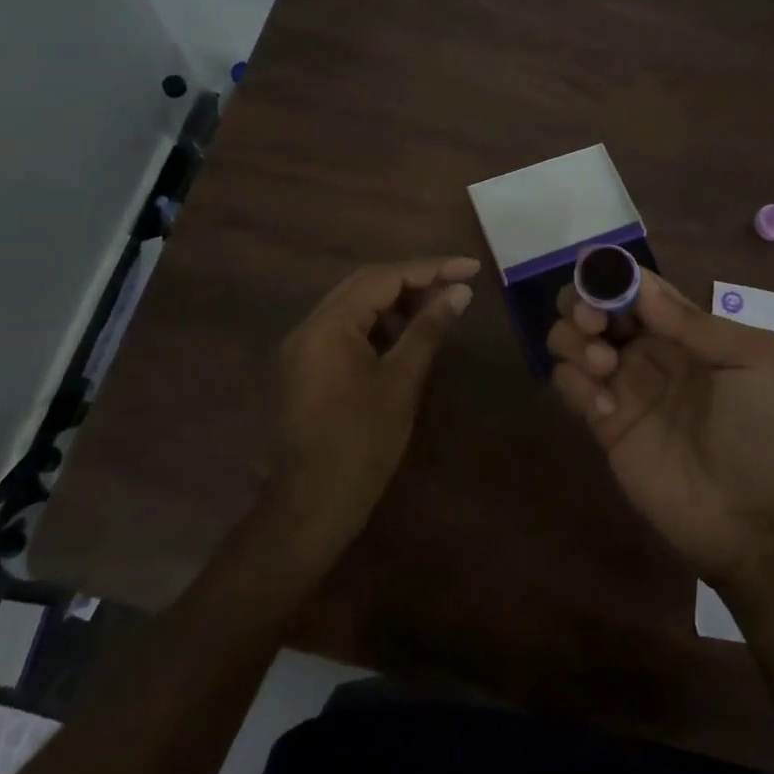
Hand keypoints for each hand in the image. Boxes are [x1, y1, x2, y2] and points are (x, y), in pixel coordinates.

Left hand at [274, 256, 478, 546]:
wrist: (311, 505)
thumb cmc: (362, 442)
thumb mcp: (401, 381)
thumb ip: (428, 328)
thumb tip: (459, 291)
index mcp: (329, 323)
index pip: (385, 277)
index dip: (431, 268)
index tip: (471, 268)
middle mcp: (309, 325)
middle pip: (366, 283)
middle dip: (413, 280)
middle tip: (456, 285)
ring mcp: (302, 347)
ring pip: (354, 305)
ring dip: (395, 301)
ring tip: (435, 311)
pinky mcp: (305, 367)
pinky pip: (344, 328)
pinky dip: (376, 324)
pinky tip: (404, 337)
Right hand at [547, 272, 773, 586]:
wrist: (758, 521)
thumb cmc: (765, 431)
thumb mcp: (752, 361)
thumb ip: (694, 322)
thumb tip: (639, 285)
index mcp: (686, 329)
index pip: (637, 286)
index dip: (612, 274)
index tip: (594, 272)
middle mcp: (649, 349)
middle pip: (596, 306)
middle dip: (582, 302)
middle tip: (594, 323)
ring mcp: (624, 386)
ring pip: (573, 340)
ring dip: (575, 340)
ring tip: (603, 366)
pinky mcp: (604, 424)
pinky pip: (569, 385)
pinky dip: (574, 384)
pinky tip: (605, 409)